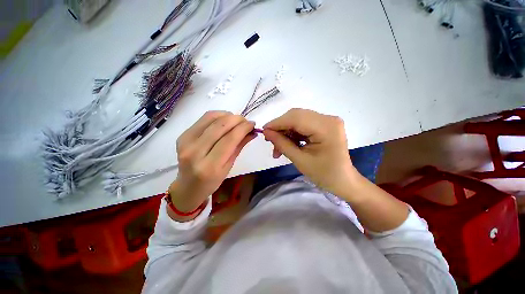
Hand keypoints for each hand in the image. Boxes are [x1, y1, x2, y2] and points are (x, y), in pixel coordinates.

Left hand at [169, 111, 255, 218]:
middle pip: (220, 126)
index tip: (253, 124)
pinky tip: (224, 120)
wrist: (188, 186)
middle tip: (246, 121)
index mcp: (210, 166)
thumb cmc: (212, 181)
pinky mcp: (183, 135)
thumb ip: (240, 146)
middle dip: (237, 119)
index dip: (243, 128)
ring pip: (211, 118)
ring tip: (236, 120)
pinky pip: (203, 119)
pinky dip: (217, 116)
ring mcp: (186, 142)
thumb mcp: (229, 166)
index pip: (230, 139)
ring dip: (228, 115)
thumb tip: (252, 132)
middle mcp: (195, 152)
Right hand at [263, 108, 356, 196]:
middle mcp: (328, 118)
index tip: (263, 131)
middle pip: (296, 116)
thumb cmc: (324, 175)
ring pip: (298, 120)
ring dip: (286, 132)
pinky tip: (287, 144)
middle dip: (280, 127)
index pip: (296, 118)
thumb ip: (282, 144)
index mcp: (326, 127)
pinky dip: (293, 133)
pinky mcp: (325, 125)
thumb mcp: (300, 160)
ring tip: (278, 148)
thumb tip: (266, 132)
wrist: (343, 181)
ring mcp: (327, 120)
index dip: (277, 123)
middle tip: (270, 141)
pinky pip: (303, 124)